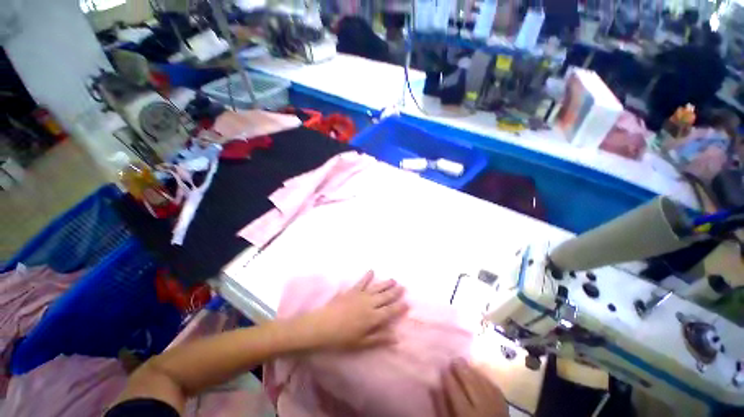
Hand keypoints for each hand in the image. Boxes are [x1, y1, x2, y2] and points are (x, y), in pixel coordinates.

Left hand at [296, 271, 408, 350]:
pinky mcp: (352, 290)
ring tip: (393, 279)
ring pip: (377, 288)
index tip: (407, 303)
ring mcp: (361, 295)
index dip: (399, 307)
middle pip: (385, 297)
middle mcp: (370, 304)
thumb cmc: (342, 338)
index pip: (390, 311)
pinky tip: (371, 270)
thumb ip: (379, 338)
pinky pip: (362, 282)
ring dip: (385, 283)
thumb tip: (396, 338)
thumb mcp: (361, 343)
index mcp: (373, 317)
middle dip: (395, 292)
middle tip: (402, 287)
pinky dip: (367, 276)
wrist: (323, 325)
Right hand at [433, 360, 508, 416]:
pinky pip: (494, 387)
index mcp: (467, 414)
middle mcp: (482, 408)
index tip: (442, 367)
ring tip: (463, 362)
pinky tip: (477, 372)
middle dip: (461, 370)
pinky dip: (484, 378)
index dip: (448, 378)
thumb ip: (442, 407)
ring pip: (483, 383)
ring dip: (472, 371)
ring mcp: (495, 406)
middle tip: (453, 358)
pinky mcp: (504, 404)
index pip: (455, 391)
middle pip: (471, 384)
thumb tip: (435, 386)